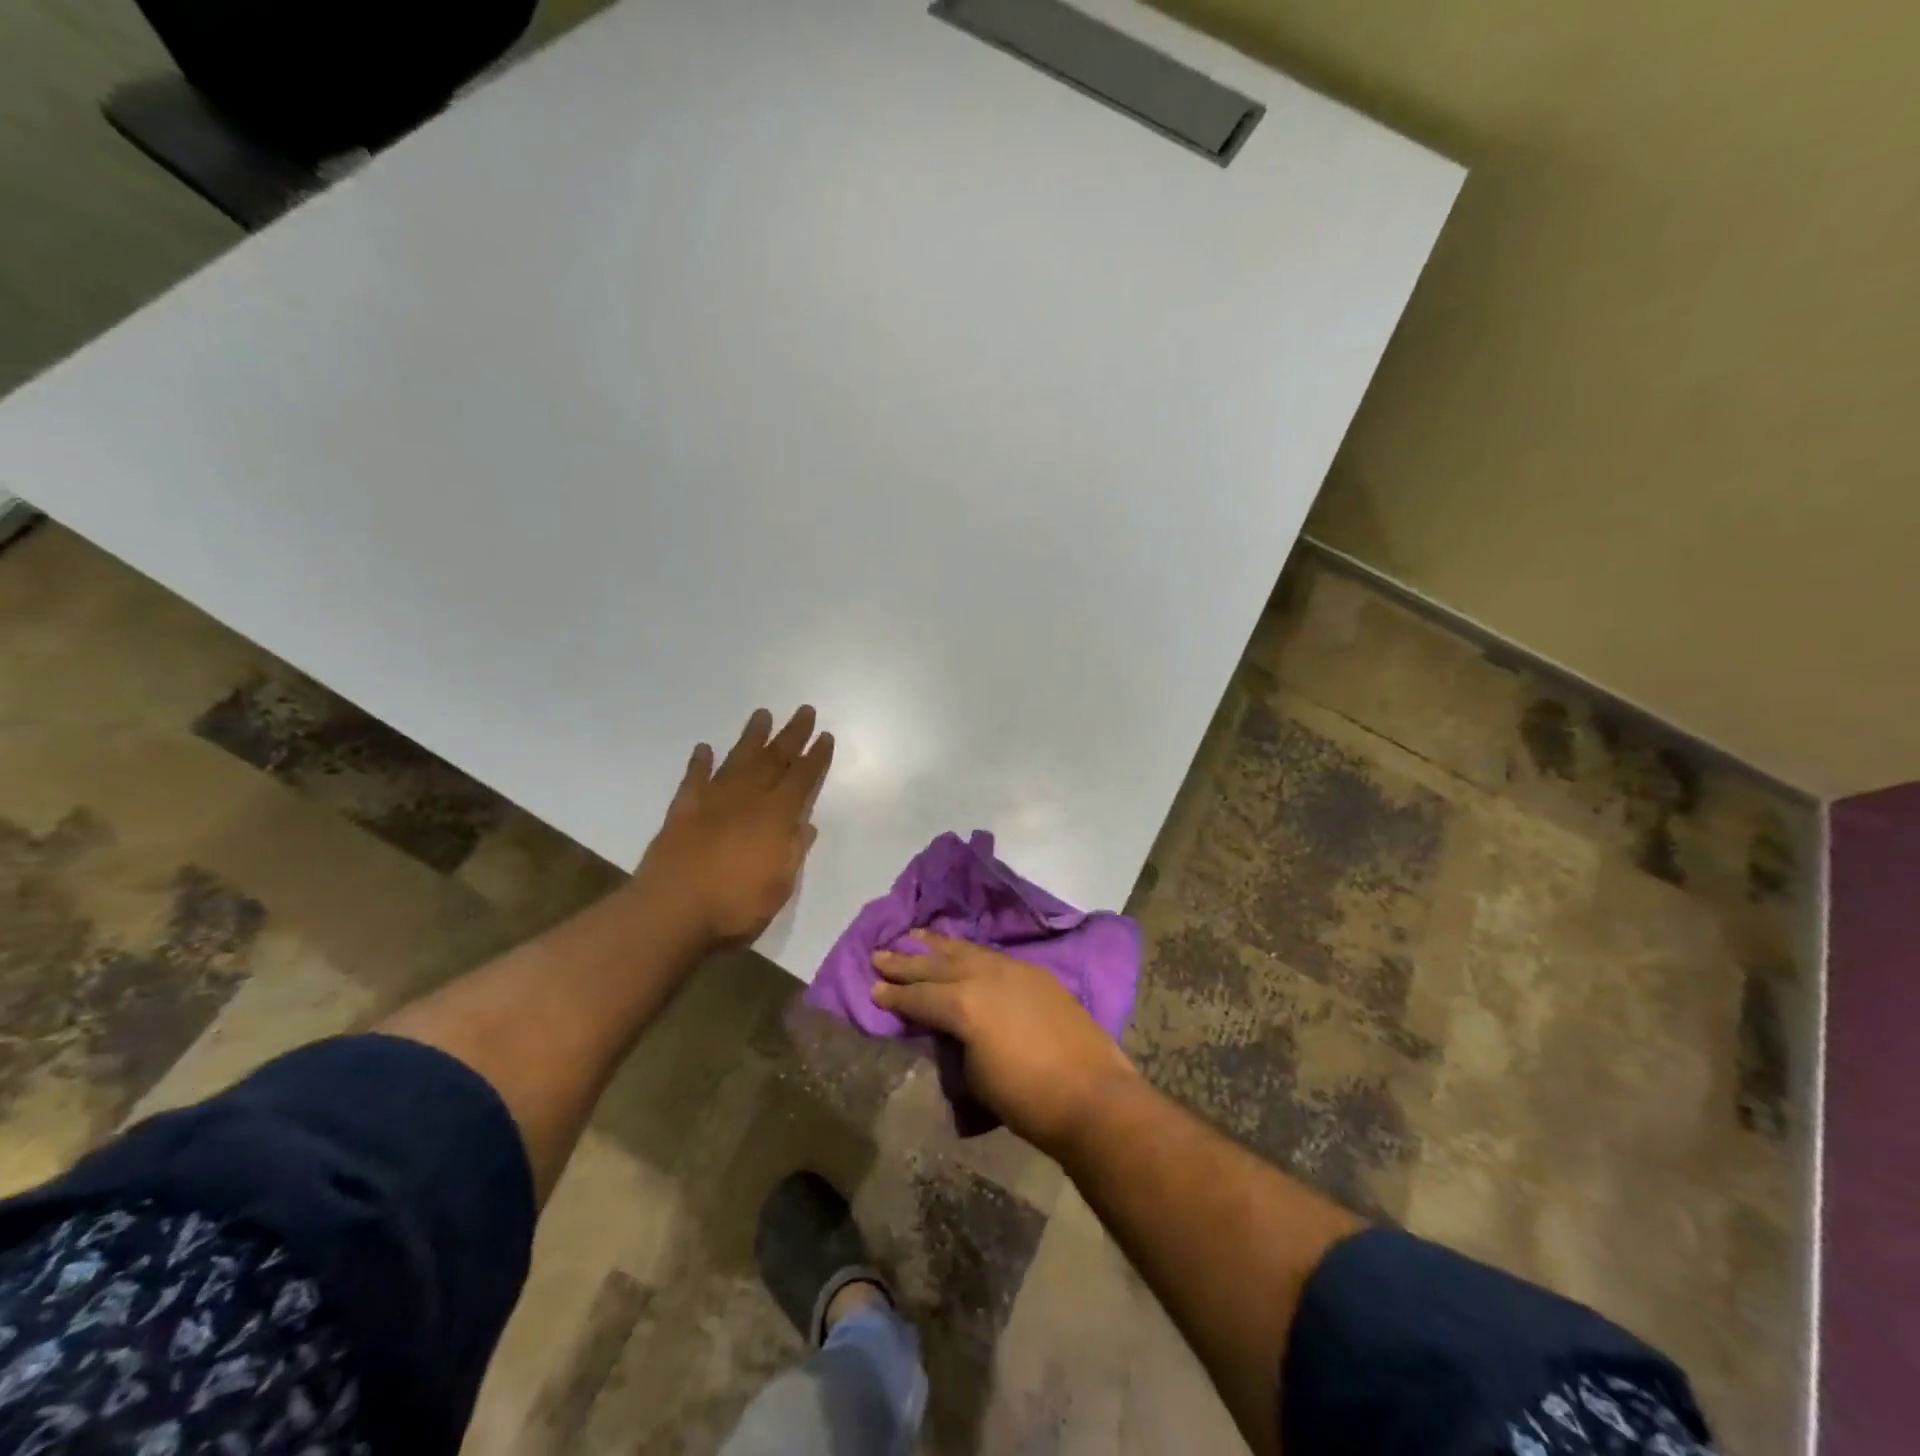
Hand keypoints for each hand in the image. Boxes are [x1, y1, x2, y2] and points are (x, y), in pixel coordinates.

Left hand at [634, 706, 833, 948]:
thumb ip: (792, 851)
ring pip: (737, 759)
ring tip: (762, 714)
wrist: (672, 912)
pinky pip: (694, 778)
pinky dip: (700, 762)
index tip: (825, 736)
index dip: (816, 757)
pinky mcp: (682, 810)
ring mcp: (713, 800)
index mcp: (777, 816)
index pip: (802, 778)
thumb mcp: (779, 886)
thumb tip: (805, 825)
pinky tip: (704, 748)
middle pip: (774, 759)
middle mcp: (748, 798)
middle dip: (792, 735)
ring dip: (752, 737)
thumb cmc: (735, 906)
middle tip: (804, 711)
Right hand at [872, 932, 1136, 1154]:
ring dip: (939, 945)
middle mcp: (985, 976)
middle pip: (937, 965)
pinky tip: (963, 951)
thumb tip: (951, 1028)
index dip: (894, 995)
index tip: (872, 989)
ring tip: (915, 935)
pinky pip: (993, 956)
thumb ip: (956, 1042)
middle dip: (907, 962)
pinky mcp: (1036, 974)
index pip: (919, 997)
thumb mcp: (974, 1076)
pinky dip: (971, 952)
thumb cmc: (1027, 1099)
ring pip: (967, 951)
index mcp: (964, 1004)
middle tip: (880, 954)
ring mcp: (1014, 970)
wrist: (1092, 1096)